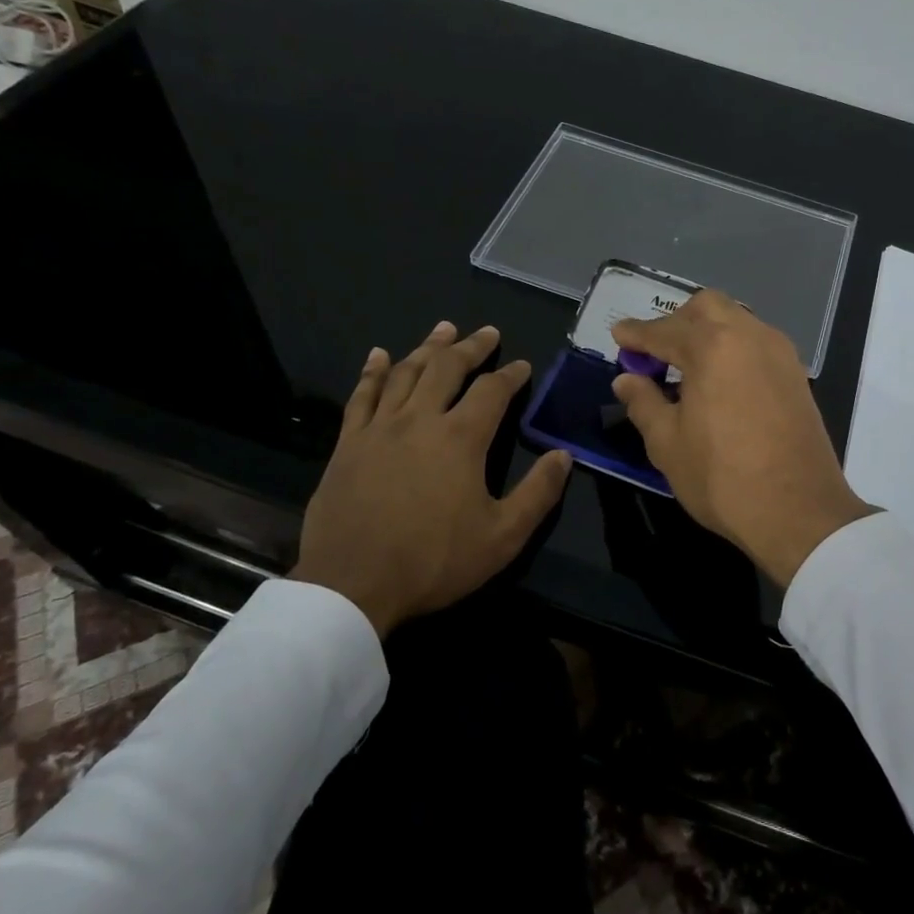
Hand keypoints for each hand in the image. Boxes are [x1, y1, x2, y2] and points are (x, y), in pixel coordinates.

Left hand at [293, 322, 571, 636]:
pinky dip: (373, 371)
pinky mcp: (349, 444)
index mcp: (460, 438)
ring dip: (427, 348)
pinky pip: (362, 396)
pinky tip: (379, 355)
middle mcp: (420, 419)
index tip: (523, 366)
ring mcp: (379, 428)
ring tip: (443, 329)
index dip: (511, 375)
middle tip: (487, 332)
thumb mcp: (502, 536)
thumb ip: (538, 493)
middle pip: (447, 368)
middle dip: (471, 347)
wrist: (352, 585)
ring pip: (405, 372)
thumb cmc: (434, 561)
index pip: (492, 391)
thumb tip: (564, 456)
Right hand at [610, 292, 876, 588]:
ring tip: (687, 366)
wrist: (798, 511)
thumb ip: (643, 403)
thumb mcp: (667, 444)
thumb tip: (627, 379)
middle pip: (707, 308)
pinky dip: (732, 348)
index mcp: (713, 346)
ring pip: (737, 321)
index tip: (618, 335)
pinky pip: (757, 343)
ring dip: (708, 332)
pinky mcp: (797, 375)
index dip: (636, 333)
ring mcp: (780, 353)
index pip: (664, 330)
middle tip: (655, 352)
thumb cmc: (722, 477)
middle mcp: (750, 336)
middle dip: (676, 321)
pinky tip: (720, 380)